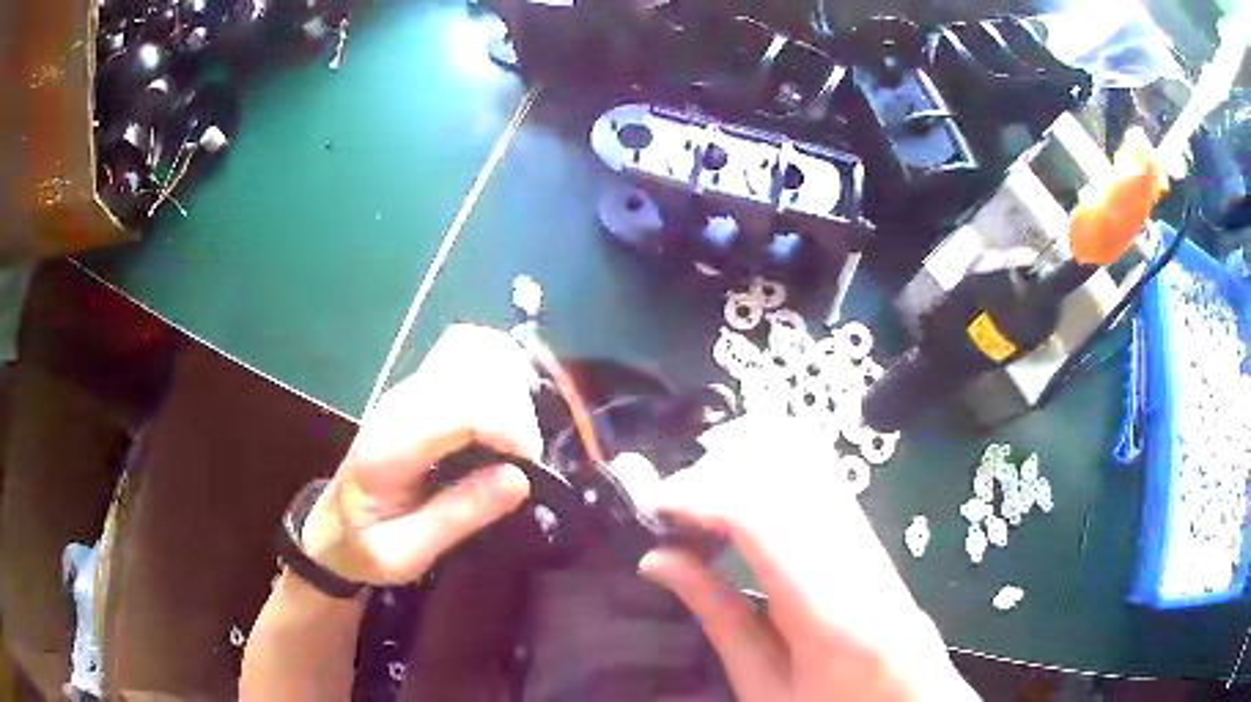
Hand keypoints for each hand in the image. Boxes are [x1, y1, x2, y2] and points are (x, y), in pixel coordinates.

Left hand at [300, 324, 541, 584]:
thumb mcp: (407, 553)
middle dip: (515, 409)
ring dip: (510, 386)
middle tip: (524, 461)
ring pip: (475, 349)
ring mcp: (410, 390)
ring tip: (517, 439)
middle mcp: (399, 404)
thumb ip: (458, 516)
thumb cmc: (367, 547)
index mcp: (388, 447)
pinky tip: (507, 413)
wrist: (334, 528)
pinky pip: (470, 354)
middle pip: (475, 369)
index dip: (508, 427)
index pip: (460, 408)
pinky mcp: (422, 389)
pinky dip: (499, 373)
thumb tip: (522, 478)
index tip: (528, 468)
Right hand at [640, 416, 976, 701]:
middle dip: (717, 470)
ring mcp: (871, 537)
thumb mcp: (764, 685)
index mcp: (830, 610)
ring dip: (743, 465)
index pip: (762, 516)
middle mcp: (859, 554)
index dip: (700, 495)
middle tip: (672, 509)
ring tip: (701, 504)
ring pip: (807, 459)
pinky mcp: (869, 533)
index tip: (654, 508)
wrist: (907, 701)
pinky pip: (817, 477)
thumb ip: (716, 617)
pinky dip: (767, 473)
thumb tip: (655, 559)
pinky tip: (740, 506)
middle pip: (787, 465)